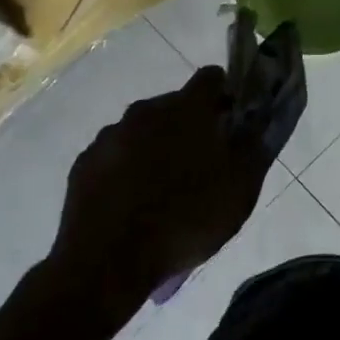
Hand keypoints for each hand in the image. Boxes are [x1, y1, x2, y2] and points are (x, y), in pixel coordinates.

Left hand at [48, 66, 271, 306]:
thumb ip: (253, 149)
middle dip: (192, 125)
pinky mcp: (84, 163)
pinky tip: (135, 202)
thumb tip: (255, 127)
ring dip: (158, 146)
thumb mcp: (241, 189)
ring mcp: (110, 136)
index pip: (211, 77)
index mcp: (187, 109)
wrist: (108, 262)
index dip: (226, 94)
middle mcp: (146, 110)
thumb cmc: (186, 219)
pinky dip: (128, 168)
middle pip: (176, 105)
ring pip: (144, 130)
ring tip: (166, 188)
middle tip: (204, 162)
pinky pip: (116, 155)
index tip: (232, 121)